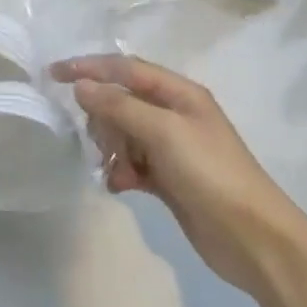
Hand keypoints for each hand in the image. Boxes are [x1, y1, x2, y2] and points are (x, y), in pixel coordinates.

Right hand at [51, 55, 304, 295]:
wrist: (253, 239)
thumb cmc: (211, 174)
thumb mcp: (164, 133)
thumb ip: (120, 107)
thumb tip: (81, 85)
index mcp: (179, 93)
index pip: (125, 69)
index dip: (89, 68)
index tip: (53, 75)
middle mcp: (174, 114)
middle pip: (121, 102)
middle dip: (103, 118)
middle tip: (99, 141)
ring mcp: (171, 148)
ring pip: (123, 134)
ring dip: (111, 148)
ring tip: (116, 169)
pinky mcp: (168, 179)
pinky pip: (131, 164)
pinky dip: (121, 171)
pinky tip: (121, 186)